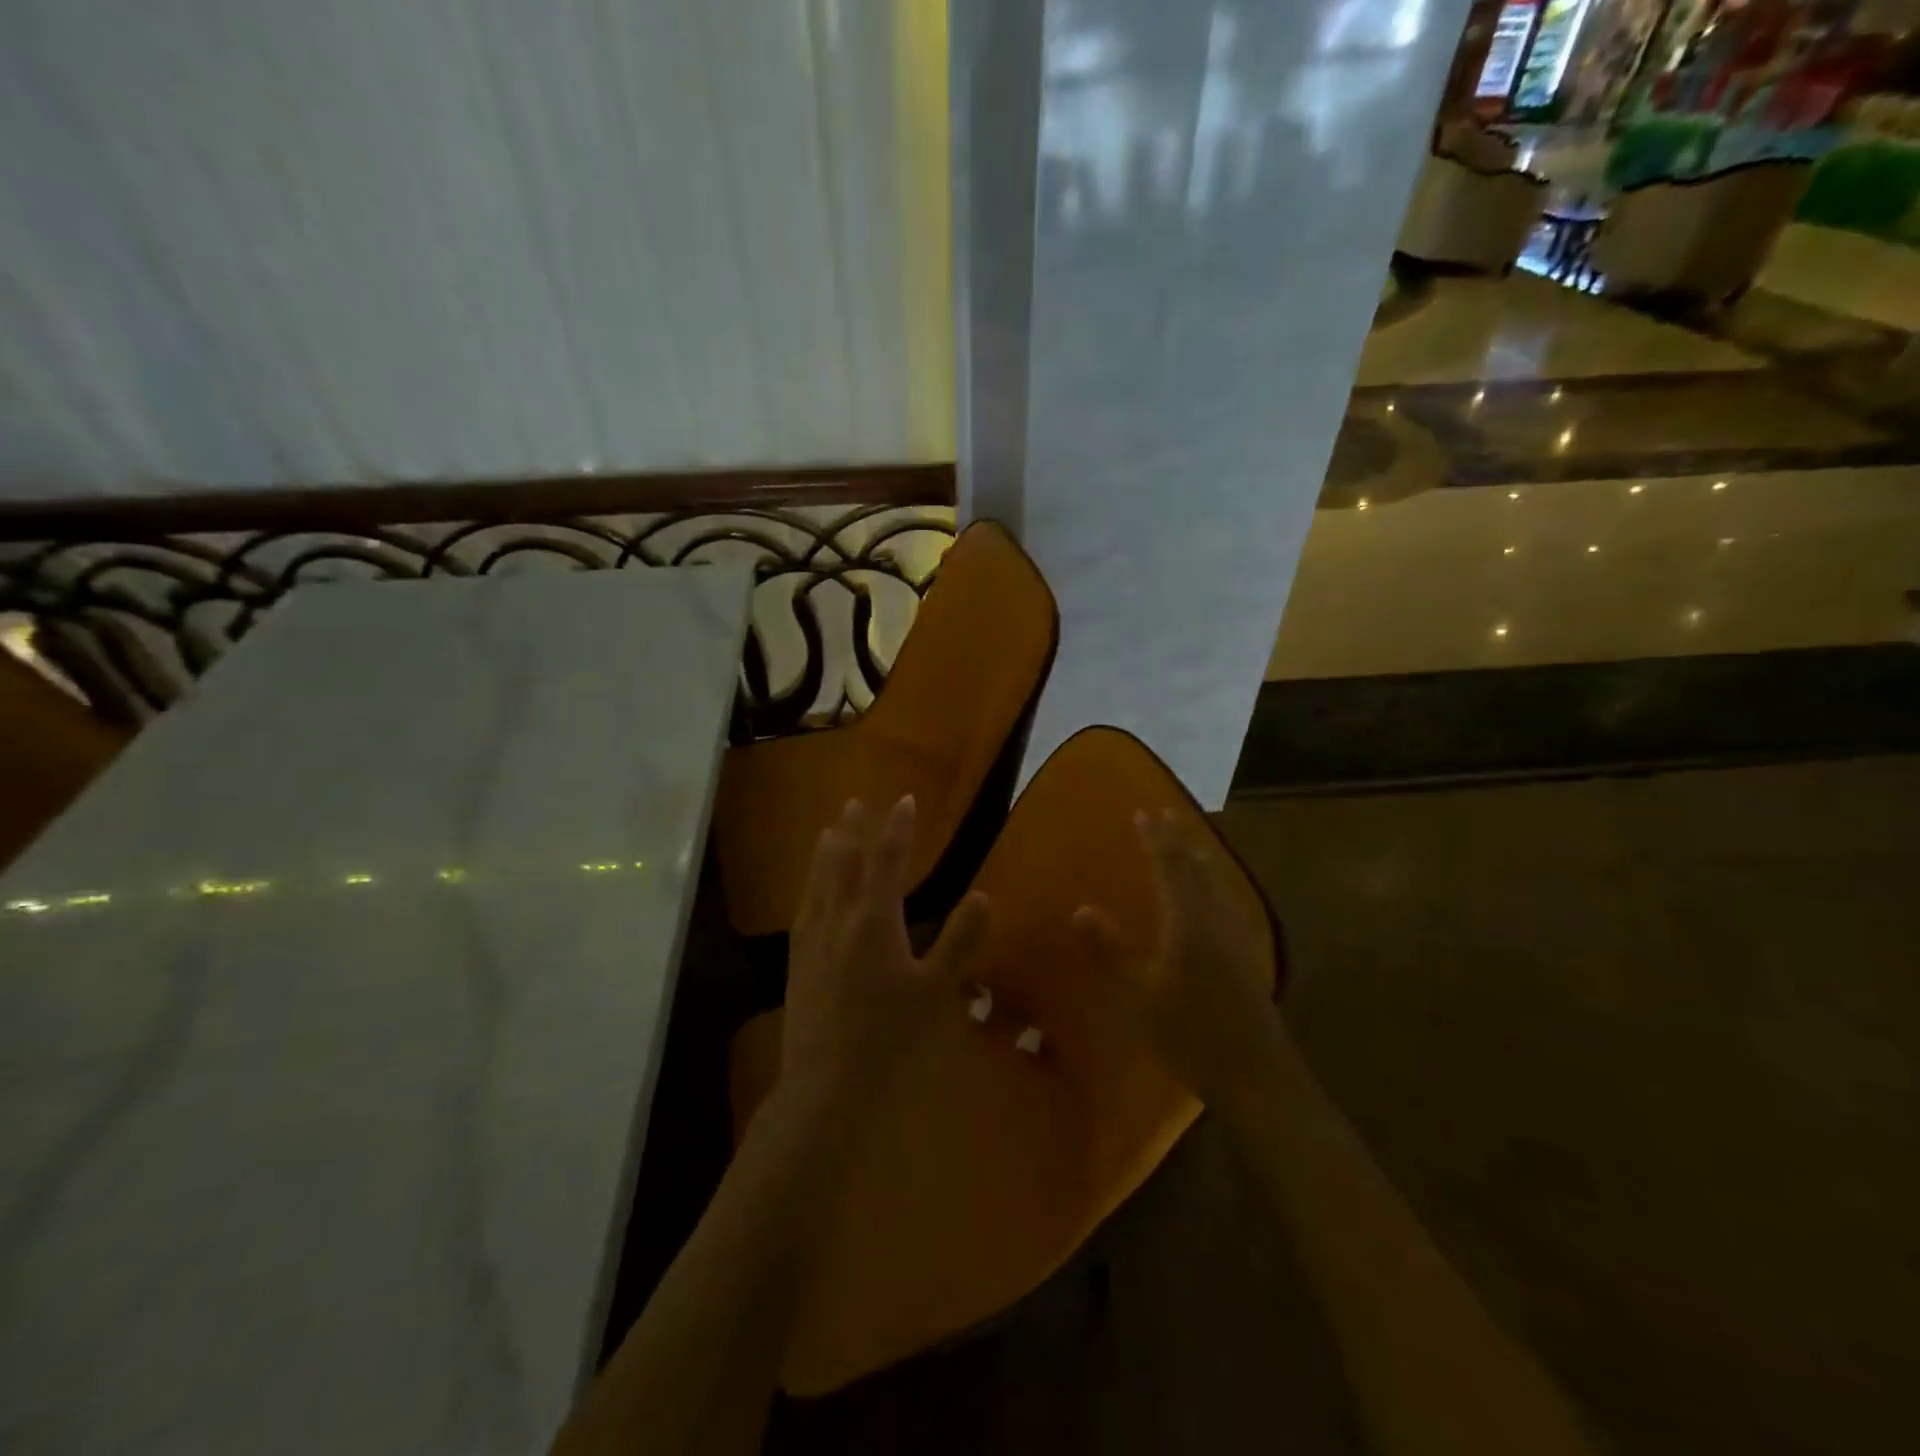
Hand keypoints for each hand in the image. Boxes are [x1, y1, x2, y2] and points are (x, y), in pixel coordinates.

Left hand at [776, 796, 991, 1122]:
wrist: (825, 1083)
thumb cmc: (888, 1037)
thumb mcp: (935, 991)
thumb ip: (959, 941)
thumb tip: (984, 895)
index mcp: (874, 921)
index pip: (887, 860)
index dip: (897, 828)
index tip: (904, 800)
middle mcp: (838, 919)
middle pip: (844, 861)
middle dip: (853, 828)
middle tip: (856, 802)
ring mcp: (812, 938)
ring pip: (819, 880)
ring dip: (827, 849)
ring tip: (831, 828)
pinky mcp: (797, 959)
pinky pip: (804, 905)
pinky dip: (811, 882)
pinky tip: (811, 888)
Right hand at [1073, 809, 1286, 1114]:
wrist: (1255, 1073)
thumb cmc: (1189, 1032)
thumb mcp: (1138, 995)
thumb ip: (1109, 951)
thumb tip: (1081, 909)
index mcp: (1188, 920)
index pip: (1169, 867)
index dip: (1155, 839)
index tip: (1143, 813)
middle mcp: (1215, 918)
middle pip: (1196, 868)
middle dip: (1178, 840)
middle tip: (1165, 815)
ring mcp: (1236, 936)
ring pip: (1215, 883)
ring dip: (1198, 858)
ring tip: (1188, 845)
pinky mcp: (1246, 954)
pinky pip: (1225, 900)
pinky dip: (1211, 882)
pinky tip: (1213, 897)